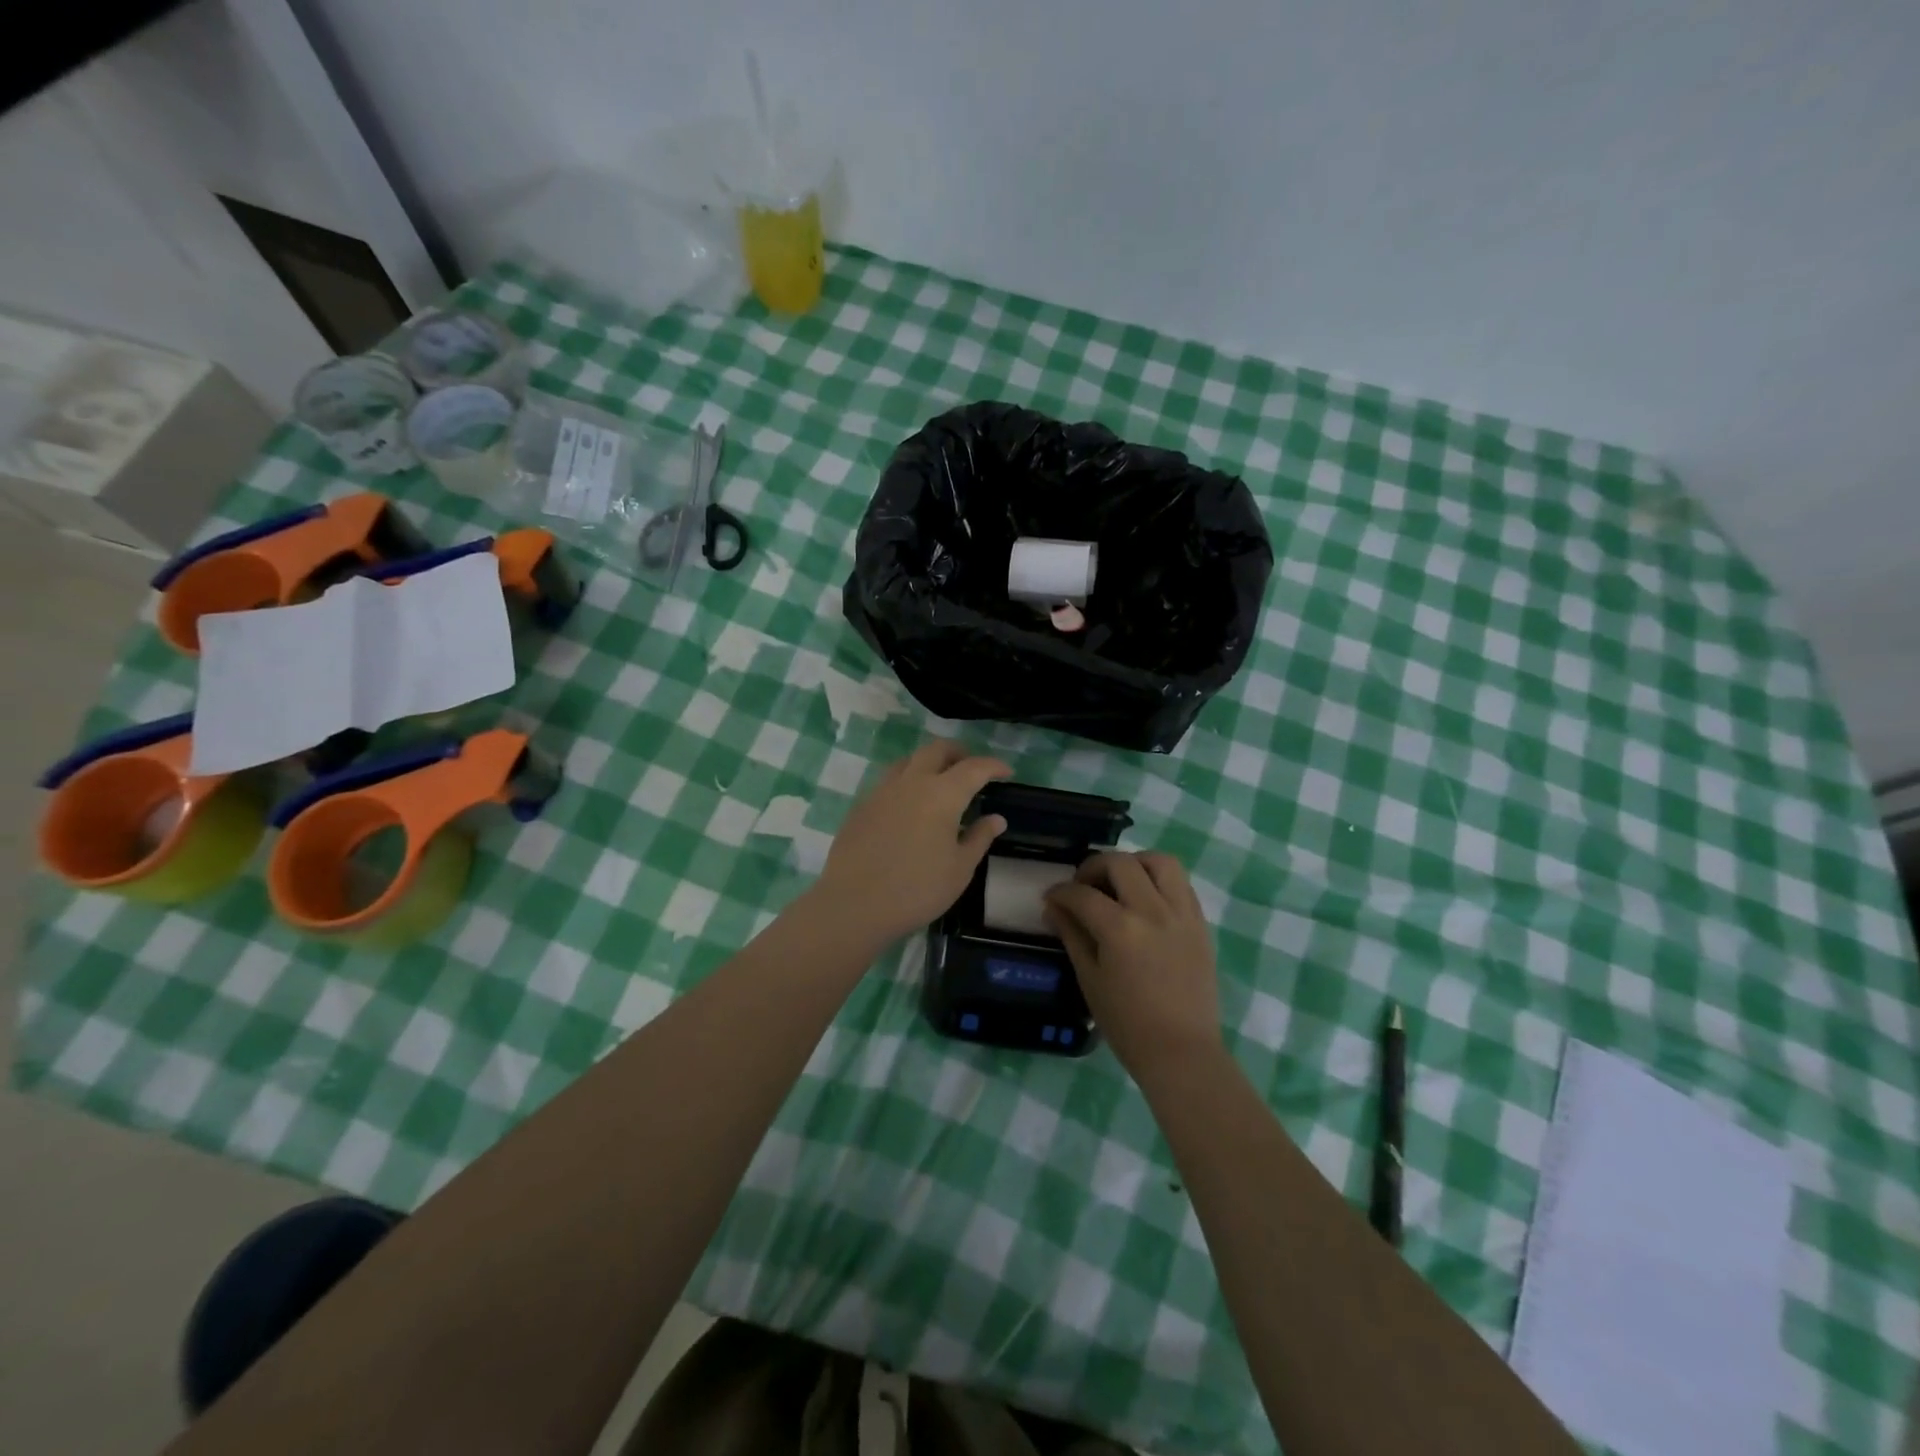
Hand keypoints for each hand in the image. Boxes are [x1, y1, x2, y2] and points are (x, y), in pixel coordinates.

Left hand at [813, 740, 1011, 945]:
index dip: (993, 766)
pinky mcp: (862, 805)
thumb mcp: (959, 869)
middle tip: (973, 769)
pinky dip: (908, 781)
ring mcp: (882, 791)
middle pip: (937, 750)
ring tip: (941, 783)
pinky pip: (890, 781)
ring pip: (910, 760)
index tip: (1006, 772)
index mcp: (942, 794)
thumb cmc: (916, 889)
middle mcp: (912, 782)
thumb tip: (996, 818)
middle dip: (959, 753)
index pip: (974, 767)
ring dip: (930, 763)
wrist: (853, 904)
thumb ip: (979, 838)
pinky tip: (910, 806)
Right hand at [1045, 852, 1222, 1081]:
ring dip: (1134, 862)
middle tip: (1083, 885)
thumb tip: (1053, 907)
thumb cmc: (1127, 1024)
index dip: (1060, 893)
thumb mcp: (1090, 979)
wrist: (1181, 1051)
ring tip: (1120, 881)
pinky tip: (1146, 898)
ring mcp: (1181, 914)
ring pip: (1160, 861)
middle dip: (1093, 867)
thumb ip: (1072, 935)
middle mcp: (1152, 911)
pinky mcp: (1200, 922)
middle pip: (1120, 863)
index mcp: (1120, 929)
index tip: (1051, 898)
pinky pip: (1181, 883)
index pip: (1082, 894)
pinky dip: (1159, 879)